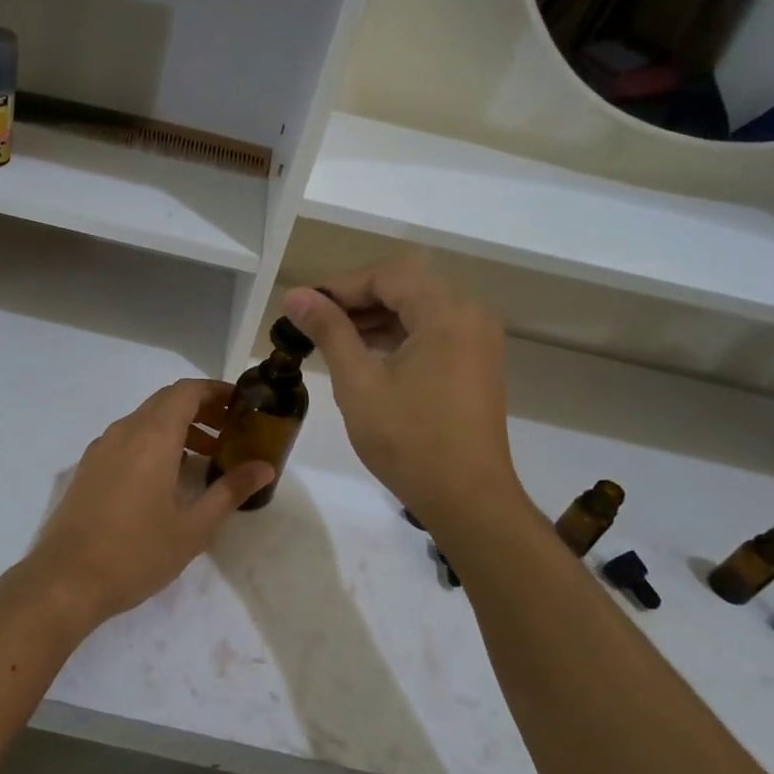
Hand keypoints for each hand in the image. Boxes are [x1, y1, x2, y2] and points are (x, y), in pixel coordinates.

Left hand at [25, 380, 275, 628]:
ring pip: (145, 420)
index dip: (215, 391)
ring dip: (177, 428)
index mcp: (152, 436)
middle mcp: (124, 431)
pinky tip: (167, 478)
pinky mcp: (88, 467)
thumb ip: (230, 491)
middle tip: (230, 432)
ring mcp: (101, 448)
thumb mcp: (194, 527)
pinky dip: (153, 443)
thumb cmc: (137, 553)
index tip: (241, 405)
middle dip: (200, 409)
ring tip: (206, 458)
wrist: (65, 580)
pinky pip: (127, 439)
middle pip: (166, 401)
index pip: (186, 391)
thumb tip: (264, 467)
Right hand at [284, 252, 525, 528]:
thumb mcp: (358, 382)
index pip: (387, 275)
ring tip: (332, 338)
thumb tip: (296, 295)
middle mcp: (470, 314)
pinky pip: (433, 330)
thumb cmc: (408, 440)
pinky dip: (398, 334)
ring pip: (419, 307)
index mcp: (446, 312)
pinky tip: (366, 354)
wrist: (468, 499)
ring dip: (376, 316)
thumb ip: (329, 331)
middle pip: (406, 285)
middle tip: (313, 321)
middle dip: (357, 298)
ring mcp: (478, 339)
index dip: (341, 285)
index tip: (303, 306)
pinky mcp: (476, 362)